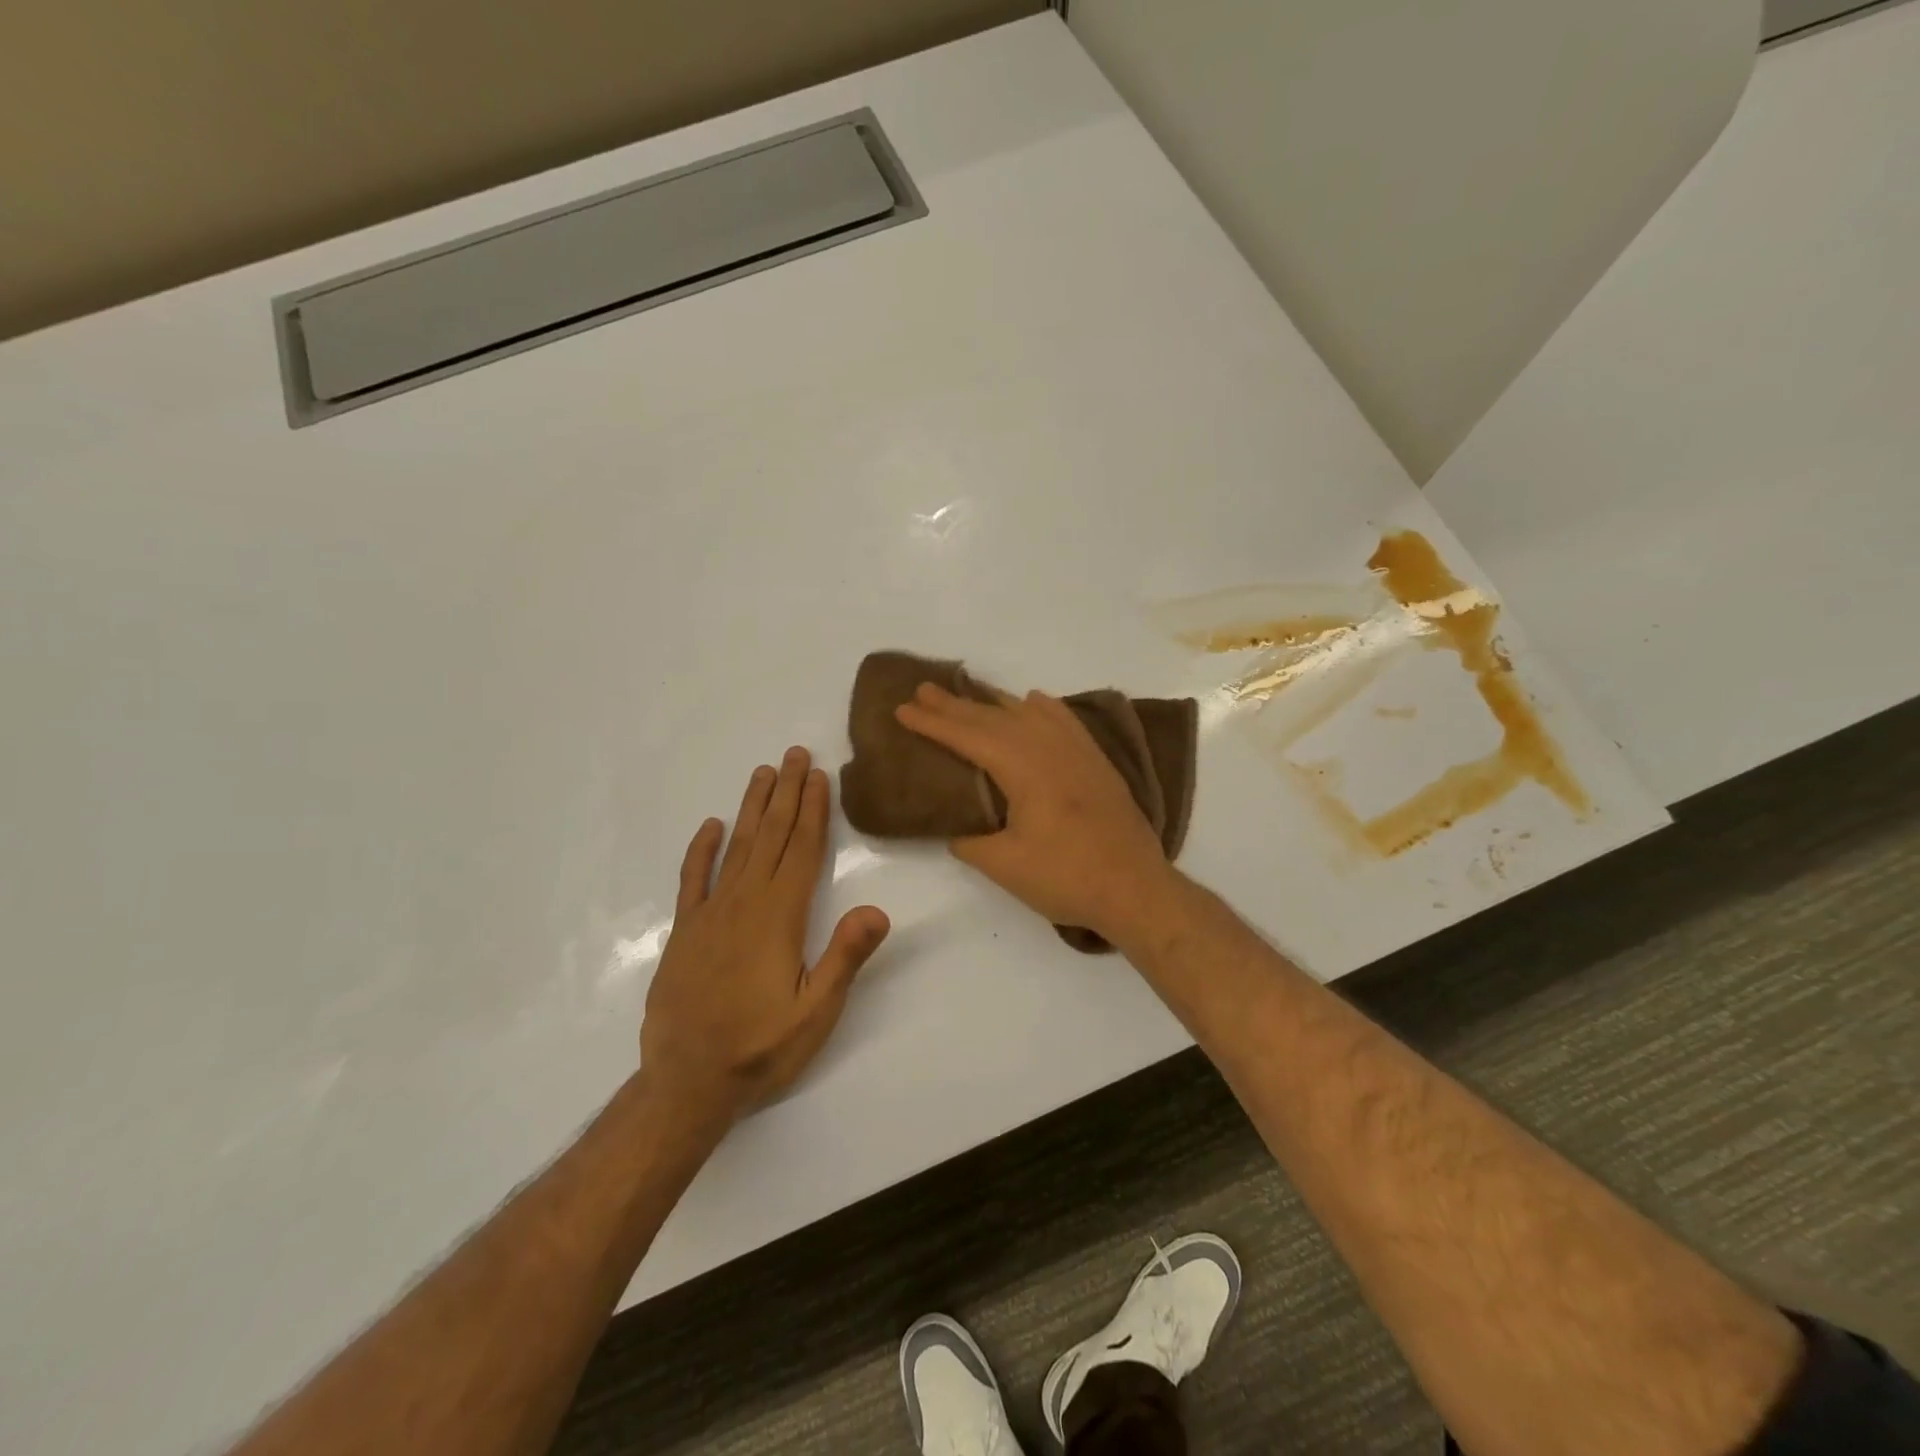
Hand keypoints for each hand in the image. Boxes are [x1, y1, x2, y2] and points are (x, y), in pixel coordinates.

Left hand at [640, 748, 889, 1124]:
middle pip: (770, 837)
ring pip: (736, 848)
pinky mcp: (684, 932)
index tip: (818, 776)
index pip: (801, 851)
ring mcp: (710, 915)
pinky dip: (701, 850)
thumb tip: (878, 909)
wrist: (686, 1083)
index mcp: (779, 918)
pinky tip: (711, 826)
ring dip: (751, 809)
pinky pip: (693, 880)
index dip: (812, 811)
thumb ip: (845, 958)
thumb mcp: (816, 1013)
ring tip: (762, 773)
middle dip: (785, 794)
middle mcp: (744, 904)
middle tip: (793, 754)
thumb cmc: (760, 1048)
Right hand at [895, 683, 1176, 944]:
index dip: (932, 723)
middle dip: (955, 704)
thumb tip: (958, 831)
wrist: (1135, 888)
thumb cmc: (1066, 877)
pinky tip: (1033, 702)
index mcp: (1022, 767)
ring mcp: (1077, 751)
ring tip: (968, 692)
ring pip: (1027, 713)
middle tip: (923, 689)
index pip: (968, 736)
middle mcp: (1049, 747)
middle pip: (993, 717)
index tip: (902, 708)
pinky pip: (1063, 720)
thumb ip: (971, 842)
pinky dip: (1041, 707)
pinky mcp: (1095, 762)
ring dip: (993, 702)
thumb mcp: (1004, 865)